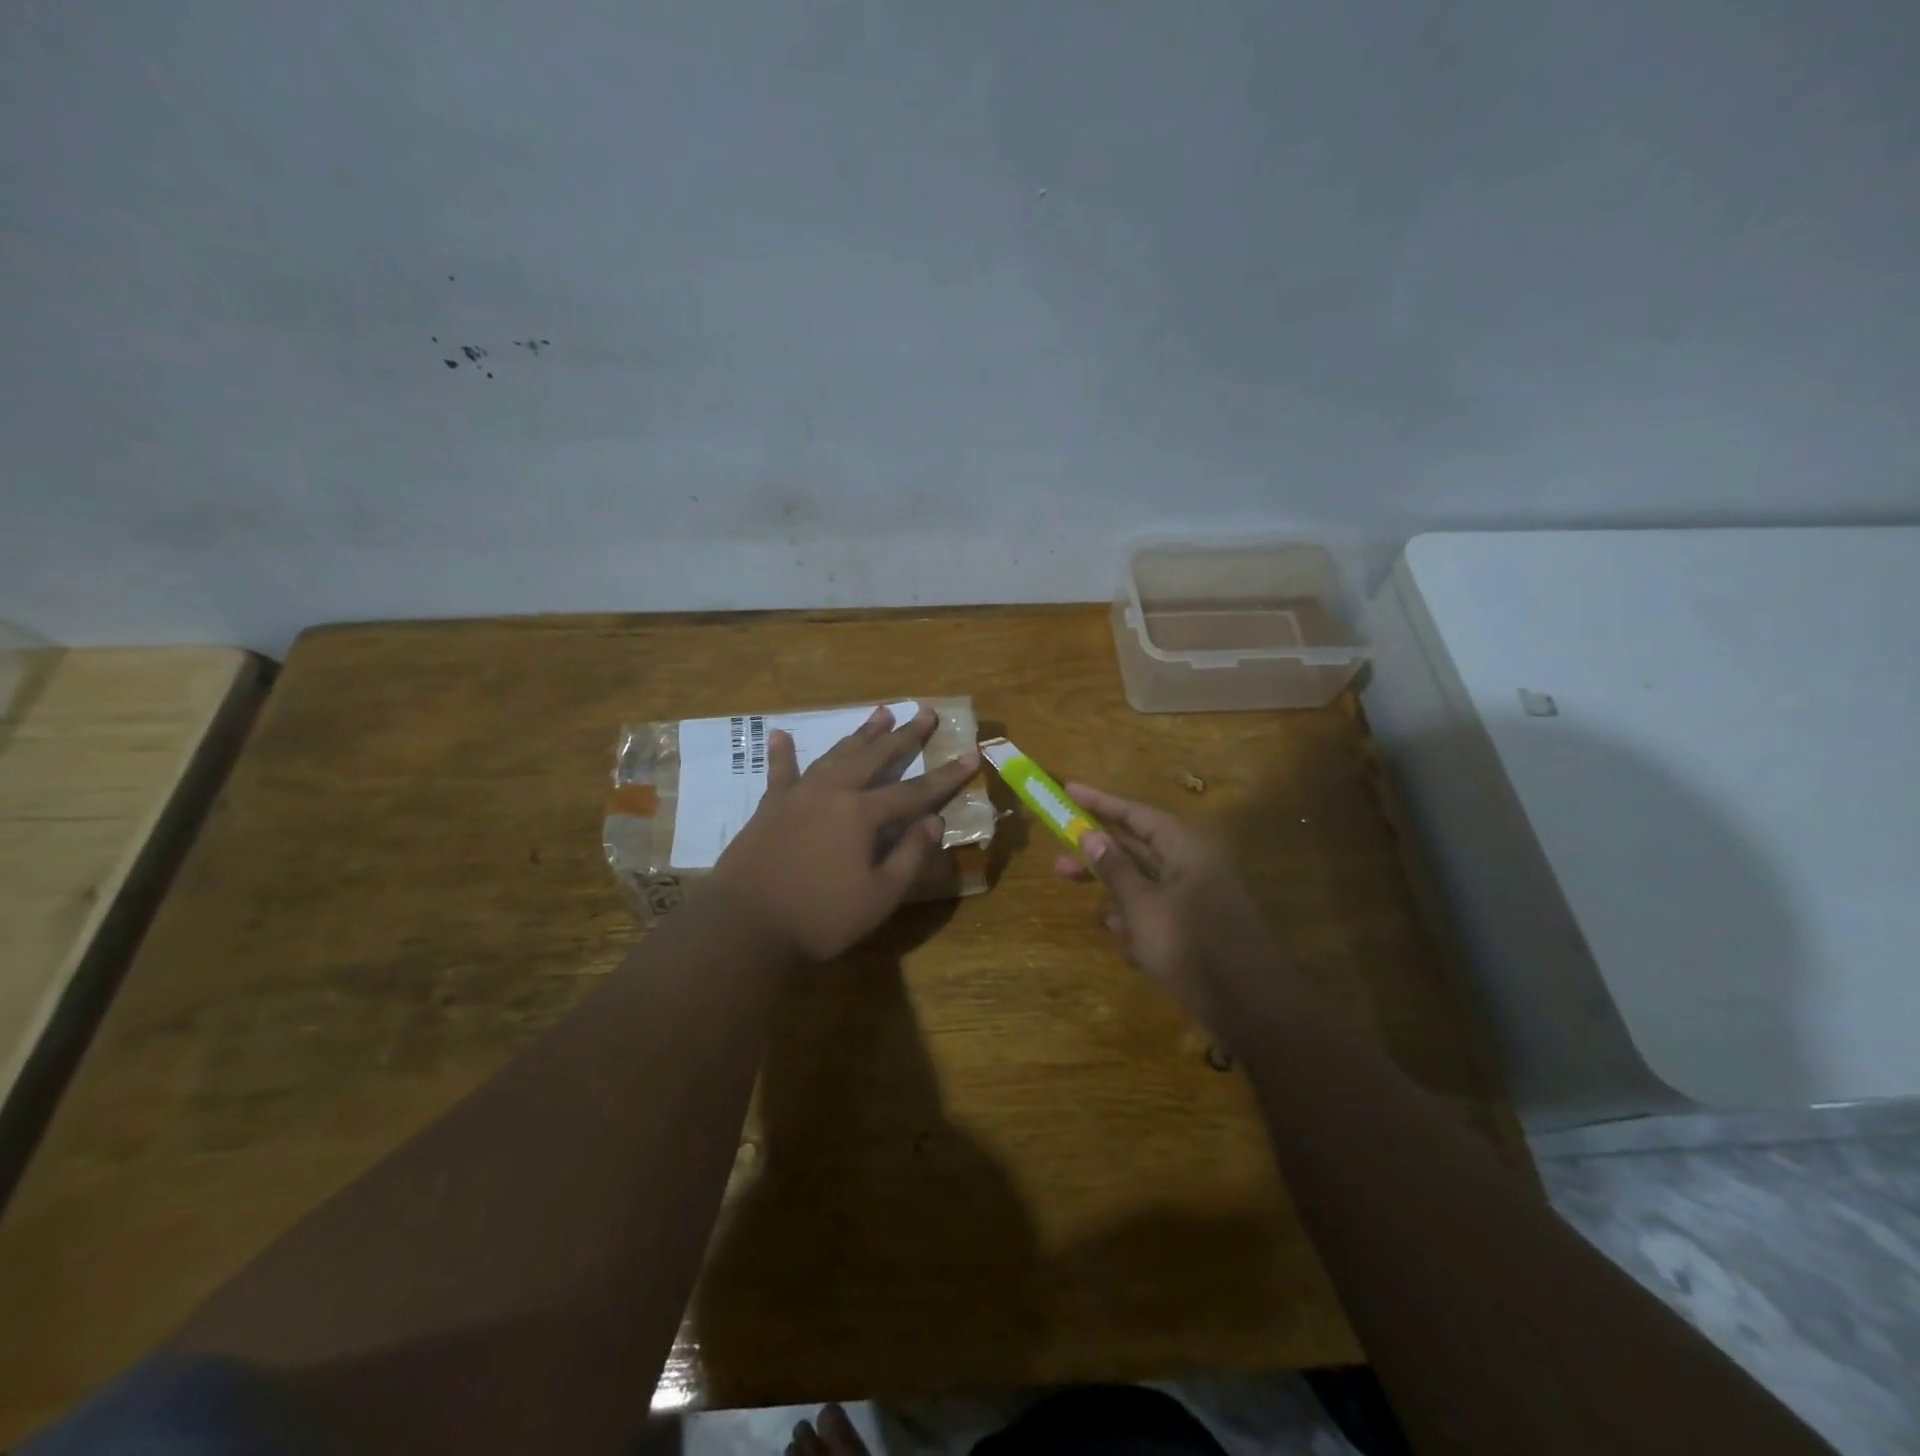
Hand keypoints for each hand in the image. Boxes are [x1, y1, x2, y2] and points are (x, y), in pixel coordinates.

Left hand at [708, 704, 979, 962]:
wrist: (744, 926)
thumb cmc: (819, 917)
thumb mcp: (879, 897)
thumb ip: (909, 856)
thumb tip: (935, 822)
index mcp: (862, 814)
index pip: (914, 791)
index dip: (945, 776)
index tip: (970, 754)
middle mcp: (832, 793)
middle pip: (875, 758)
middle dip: (904, 736)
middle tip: (924, 712)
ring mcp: (797, 796)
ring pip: (836, 755)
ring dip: (860, 734)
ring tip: (880, 713)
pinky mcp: (769, 807)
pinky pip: (780, 772)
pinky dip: (783, 753)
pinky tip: (780, 734)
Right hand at [1052, 783, 1290, 1029]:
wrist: (1250, 1007)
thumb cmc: (1191, 945)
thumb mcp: (1142, 906)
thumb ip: (1114, 869)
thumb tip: (1090, 834)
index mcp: (1184, 846)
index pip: (1134, 812)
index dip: (1098, 801)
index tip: (1067, 790)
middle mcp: (1190, 863)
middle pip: (1134, 849)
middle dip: (1099, 861)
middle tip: (1059, 864)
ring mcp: (1194, 896)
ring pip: (1142, 885)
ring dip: (1118, 901)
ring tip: (1104, 922)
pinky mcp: (1194, 927)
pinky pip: (1155, 914)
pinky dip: (1138, 926)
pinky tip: (1130, 948)